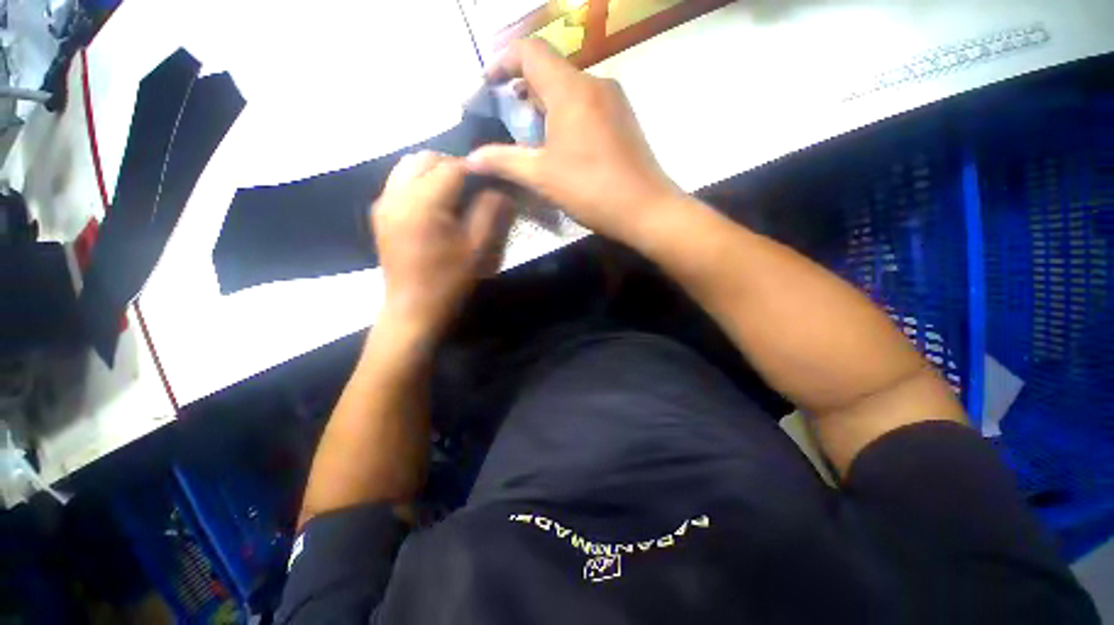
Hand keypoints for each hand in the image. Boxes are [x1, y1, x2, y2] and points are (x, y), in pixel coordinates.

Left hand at [373, 151, 510, 336]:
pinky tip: (428, 204)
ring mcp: (384, 202)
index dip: (474, 170)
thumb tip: (496, 186)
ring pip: (408, 165)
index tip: (489, 183)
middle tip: (468, 188)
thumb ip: (490, 209)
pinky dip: (415, 182)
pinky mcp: (378, 212)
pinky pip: (397, 181)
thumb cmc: (446, 282)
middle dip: (450, 166)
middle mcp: (398, 195)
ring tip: (447, 193)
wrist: (410, 311)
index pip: (452, 166)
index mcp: (423, 202)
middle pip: (426, 159)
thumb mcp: (478, 248)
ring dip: (430, 171)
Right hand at [466, 38, 682, 246]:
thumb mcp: (539, 174)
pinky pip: (583, 94)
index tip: (489, 88)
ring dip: (540, 96)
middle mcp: (593, 82)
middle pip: (546, 65)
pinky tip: (555, 136)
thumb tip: (469, 159)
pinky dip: (562, 104)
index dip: (503, 61)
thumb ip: (500, 159)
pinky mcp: (621, 110)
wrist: (649, 208)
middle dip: (518, 84)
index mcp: (570, 88)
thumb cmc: (592, 187)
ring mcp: (611, 95)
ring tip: (526, 131)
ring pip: (565, 80)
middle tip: (502, 115)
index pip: (530, 50)